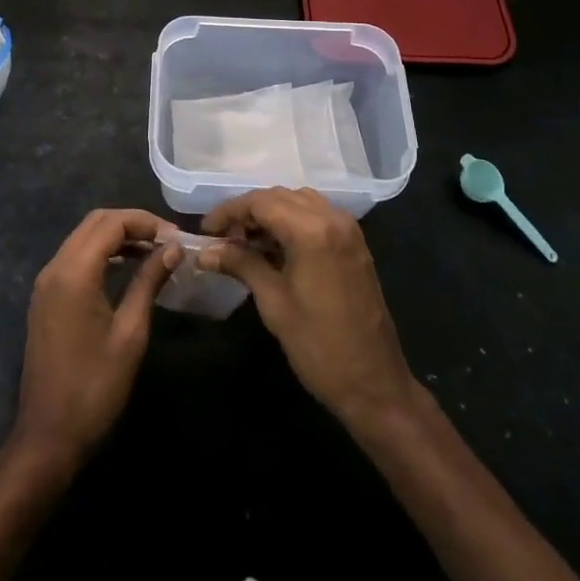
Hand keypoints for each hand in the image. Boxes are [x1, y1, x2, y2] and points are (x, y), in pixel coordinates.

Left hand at [13, 208, 180, 467]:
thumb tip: (172, 248)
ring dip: (117, 236)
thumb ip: (148, 282)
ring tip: (153, 251)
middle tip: (166, 240)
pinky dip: (102, 253)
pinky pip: (75, 258)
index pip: (111, 223)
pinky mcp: (46, 298)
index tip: (176, 237)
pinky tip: (127, 267)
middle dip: (131, 223)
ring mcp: (46, 283)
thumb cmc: (95, 387)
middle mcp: (54, 268)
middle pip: (95, 223)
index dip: (146, 222)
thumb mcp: (130, 333)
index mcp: (74, 273)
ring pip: (83, 238)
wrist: (49, 436)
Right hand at [200, 187, 419, 436]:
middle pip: (280, 196)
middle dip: (248, 211)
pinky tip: (273, 246)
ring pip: (299, 202)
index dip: (229, 212)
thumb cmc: (318, 346)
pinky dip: (292, 221)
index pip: (261, 202)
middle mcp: (332, 218)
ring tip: (244, 241)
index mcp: (312, 231)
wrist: (374, 384)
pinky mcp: (354, 244)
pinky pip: (317, 215)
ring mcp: (348, 229)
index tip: (206, 230)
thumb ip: (240, 265)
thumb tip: (205, 252)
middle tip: (222, 238)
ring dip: (270, 214)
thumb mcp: (273, 302)